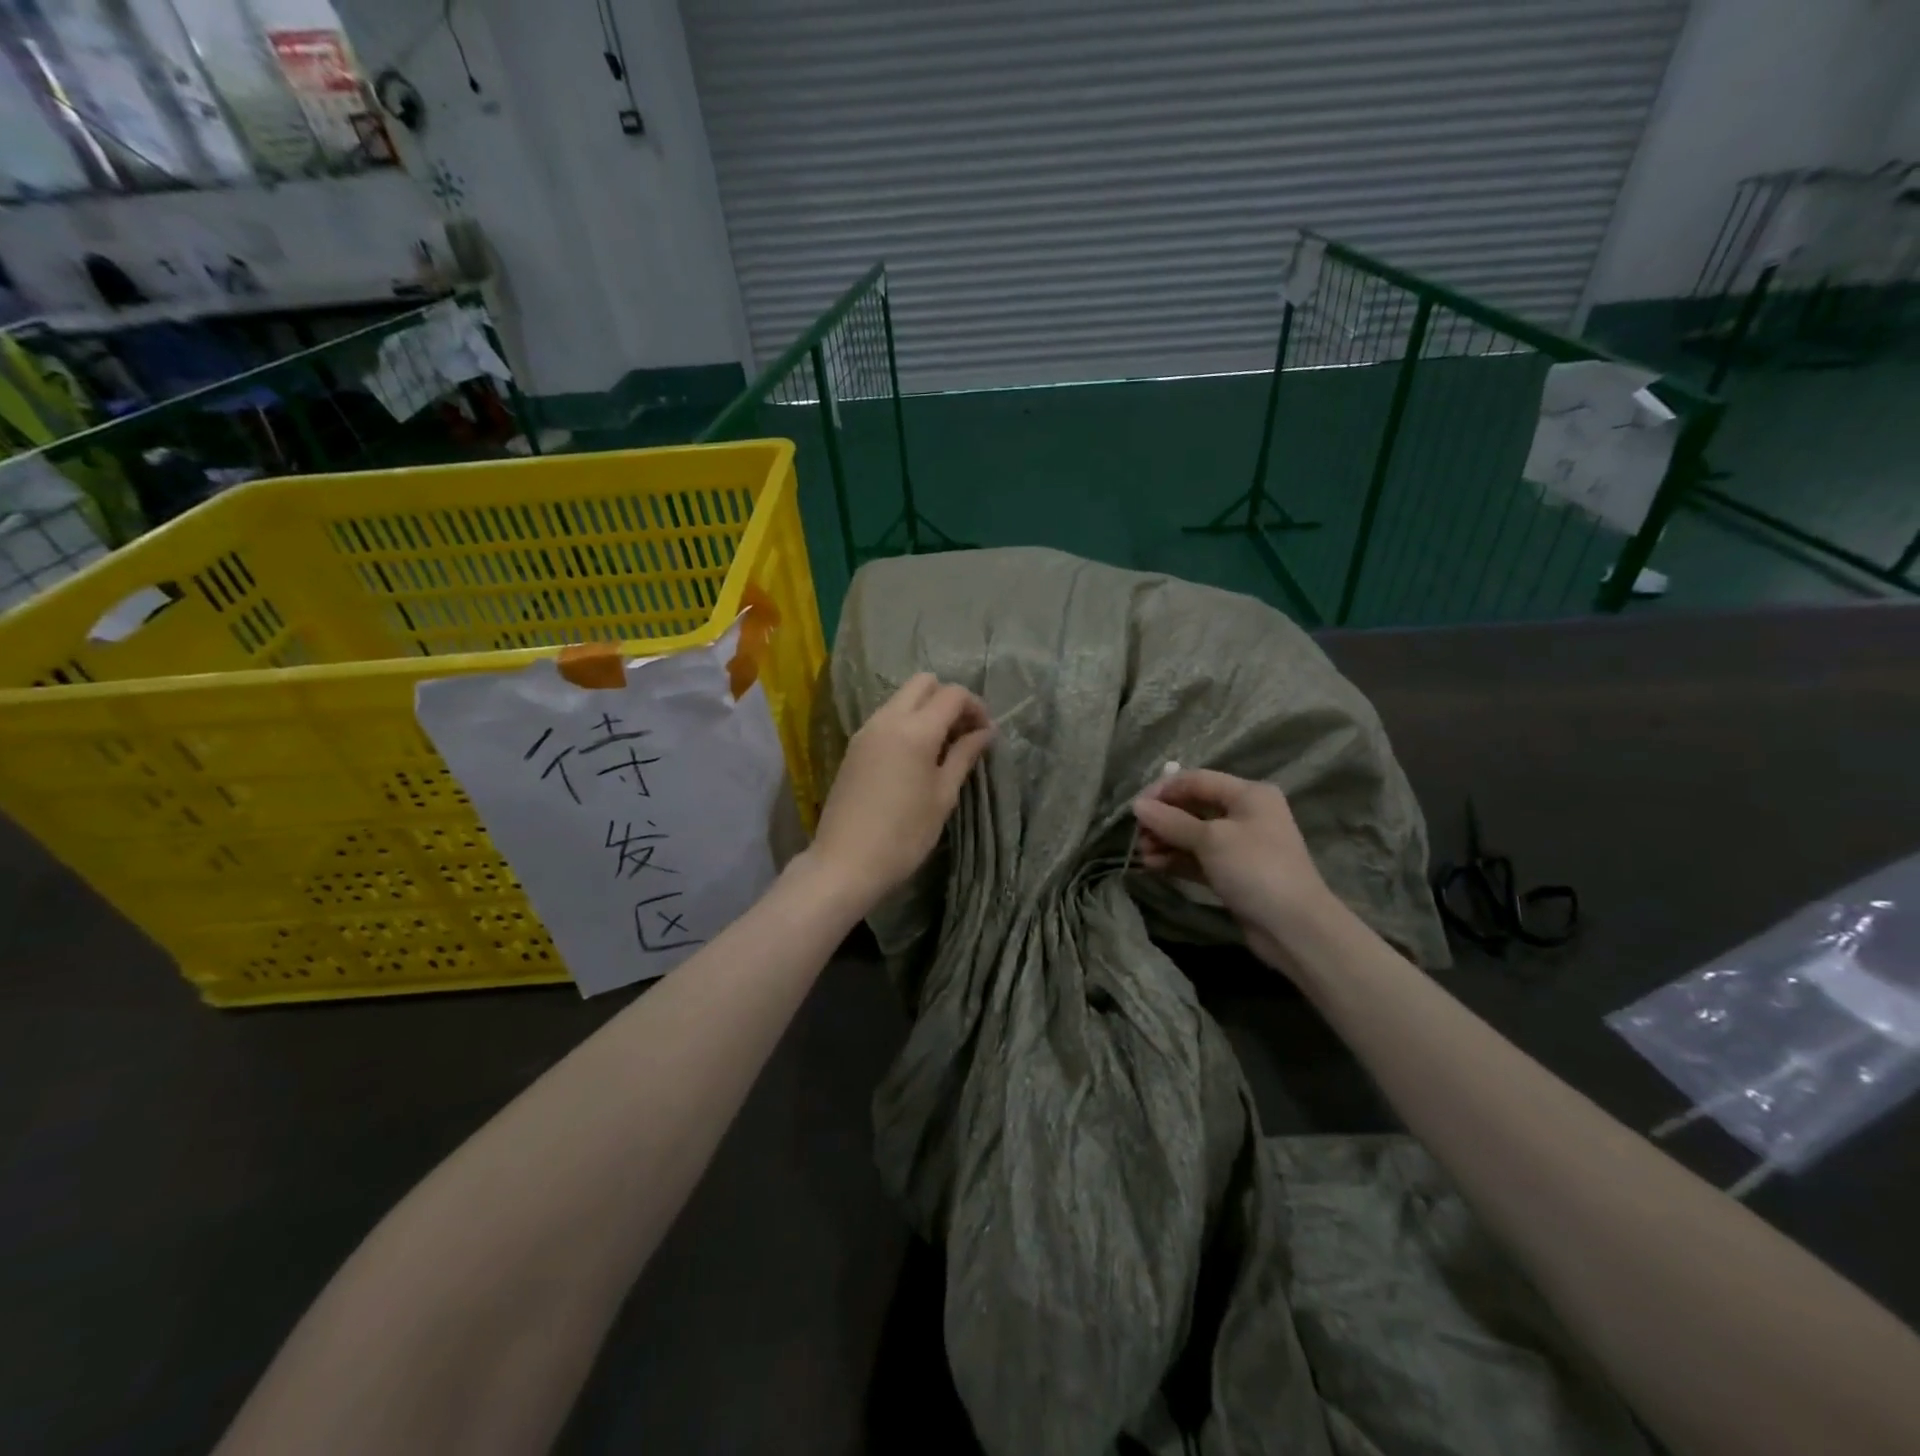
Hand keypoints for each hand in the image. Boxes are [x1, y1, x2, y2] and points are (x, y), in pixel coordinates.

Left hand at [804, 673, 994, 912]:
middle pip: (923, 683)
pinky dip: (906, 722)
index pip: (952, 694)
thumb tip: (986, 732)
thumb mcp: (942, 796)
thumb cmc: (904, 835)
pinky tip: (915, 756)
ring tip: (941, 747)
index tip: (985, 733)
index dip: (975, 706)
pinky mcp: (853, 746)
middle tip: (963, 732)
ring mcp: (866, 730)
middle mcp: (887, 719)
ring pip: (901, 698)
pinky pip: (885, 717)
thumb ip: (964, 756)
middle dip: (948, 698)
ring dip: (925, 709)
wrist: (845, 862)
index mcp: (915, 730)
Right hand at [1132, 769, 1337, 971]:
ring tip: (1142, 854)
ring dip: (1165, 841)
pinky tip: (1152, 865)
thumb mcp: (1211, 839)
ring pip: (1193, 834)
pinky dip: (1176, 859)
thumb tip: (1137, 806)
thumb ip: (1172, 821)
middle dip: (1163, 819)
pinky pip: (1197, 858)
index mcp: (1248, 794)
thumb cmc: (1255, 869)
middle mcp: (1245, 814)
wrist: (1294, 927)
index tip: (1135, 808)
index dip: (1163, 790)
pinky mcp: (1232, 872)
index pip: (1197, 780)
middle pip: (1193, 807)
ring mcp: (1239, 845)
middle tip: (1137, 836)